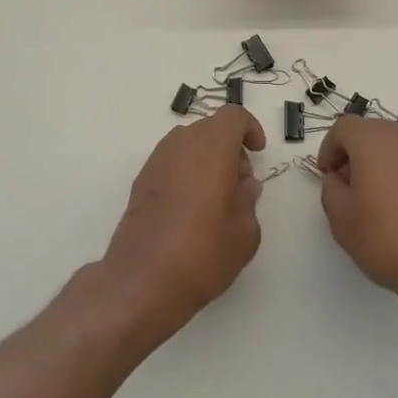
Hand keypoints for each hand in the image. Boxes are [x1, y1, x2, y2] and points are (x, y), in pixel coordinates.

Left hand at [100, 105, 266, 338]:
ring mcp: (156, 161)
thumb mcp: (245, 233)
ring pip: (188, 144)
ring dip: (206, 159)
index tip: (257, 152)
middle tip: (240, 184)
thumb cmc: (202, 253)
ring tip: (216, 199)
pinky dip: (186, 172)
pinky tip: (190, 210)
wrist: (141, 281)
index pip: (233, 116)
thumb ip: (249, 201)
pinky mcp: (140, 181)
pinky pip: (171, 162)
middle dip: (229, 147)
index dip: (250, 128)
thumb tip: (244, 187)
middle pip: (210, 128)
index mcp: (211, 147)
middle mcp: (181, 144)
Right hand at [316, 116, 397, 315]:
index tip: (327, 176)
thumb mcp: (341, 218)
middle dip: (354, 154)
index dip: (329, 149)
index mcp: (374, 139)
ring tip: (375, 201)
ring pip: (396, 147)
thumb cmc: (387, 238)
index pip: (343, 128)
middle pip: (371, 133)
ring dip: (380, 164)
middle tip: (347, 188)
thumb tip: (339, 179)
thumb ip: (331, 189)